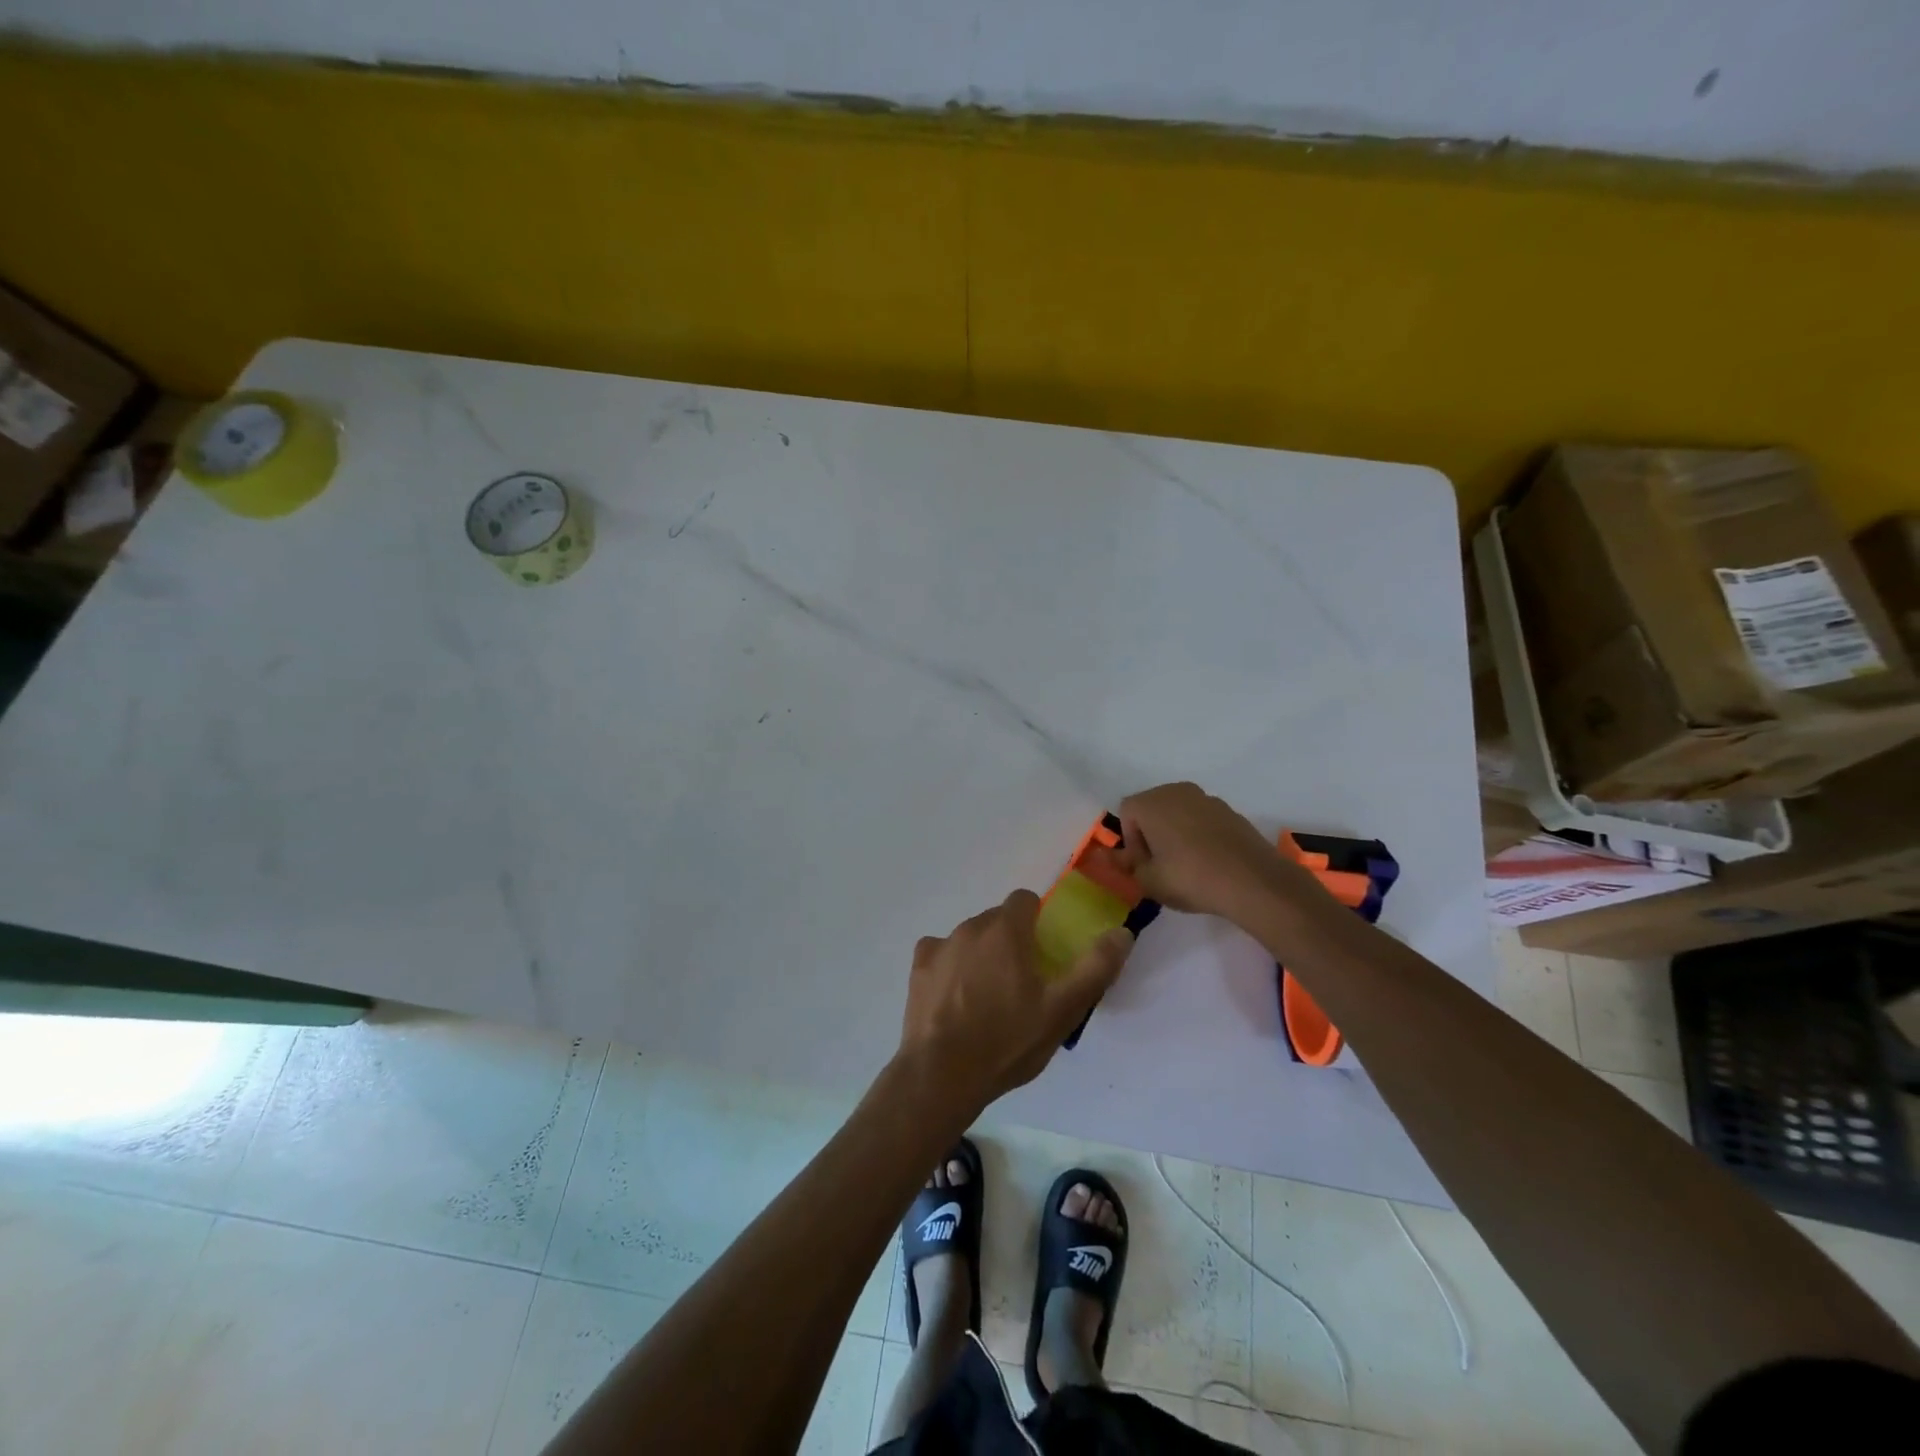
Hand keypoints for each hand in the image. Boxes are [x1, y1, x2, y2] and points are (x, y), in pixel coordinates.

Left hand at [899, 890, 1132, 1113]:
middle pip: (997, 920)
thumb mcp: (1062, 1010)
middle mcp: (970, 927)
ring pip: (969, 937)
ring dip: (981, 954)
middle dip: (1011, 941)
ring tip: (988, 999)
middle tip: (1021, 984)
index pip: (1025, 900)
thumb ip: (1095, 968)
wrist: (942, 1074)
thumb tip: (1121, 932)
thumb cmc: (1007, 1040)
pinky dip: (950, 968)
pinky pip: (940, 954)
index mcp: (1006, 930)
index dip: (1037, 921)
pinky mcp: (918, 968)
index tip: (1043, 953)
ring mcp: (940, 946)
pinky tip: (956, 1000)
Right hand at [1118, 781, 1308, 924]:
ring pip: (1179, 813)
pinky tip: (1209, 863)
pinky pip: (1203, 820)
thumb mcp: (1148, 881)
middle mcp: (1177, 791)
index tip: (1143, 865)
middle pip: (1153, 808)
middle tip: (1160, 866)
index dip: (1131, 841)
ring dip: (1176, 834)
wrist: (1252, 881)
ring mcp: (1207, 799)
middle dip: (1151, 834)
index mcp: (1152, 802)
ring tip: (1186, 866)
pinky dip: (1199, 836)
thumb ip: (1126, 866)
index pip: (1126, 812)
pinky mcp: (1231, 812)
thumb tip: (1111, 857)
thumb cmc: (1189, 878)